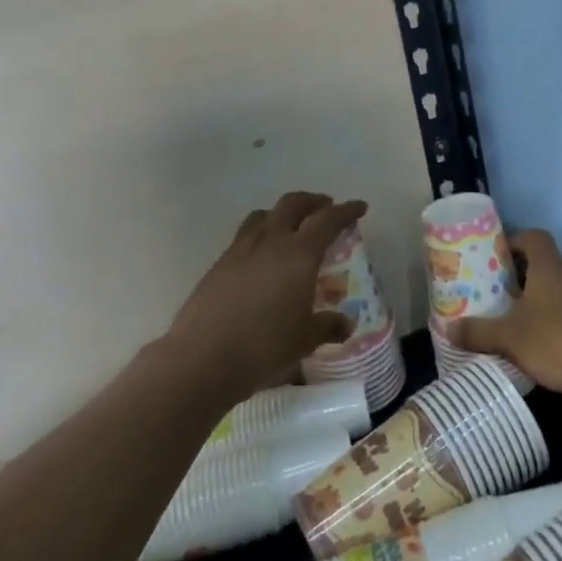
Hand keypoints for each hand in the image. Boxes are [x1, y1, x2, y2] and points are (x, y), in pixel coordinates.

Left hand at [165, 192, 366, 398]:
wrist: (202, 358)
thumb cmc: (264, 346)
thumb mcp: (305, 339)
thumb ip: (328, 326)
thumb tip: (346, 324)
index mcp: (299, 253)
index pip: (328, 220)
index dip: (346, 211)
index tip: (360, 207)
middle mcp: (270, 241)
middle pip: (293, 204)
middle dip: (313, 202)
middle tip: (326, 209)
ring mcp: (240, 249)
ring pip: (265, 215)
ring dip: (283, 213)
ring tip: (292, 227)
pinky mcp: (219, 263)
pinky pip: (245, 235)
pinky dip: (262, 233)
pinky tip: (263, 257)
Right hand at [446, 229, 561, 410]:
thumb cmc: (557, 340)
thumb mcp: (509, 337)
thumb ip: (478, 332)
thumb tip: (448, 329)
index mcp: (550, 266)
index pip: (534, 237)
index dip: (514, 242)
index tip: (496, 259)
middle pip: (547, 264)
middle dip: (523, 278)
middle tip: (500, 296)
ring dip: (543, 302)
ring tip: (519, 324)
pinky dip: (561, 323)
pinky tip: (546, 347)